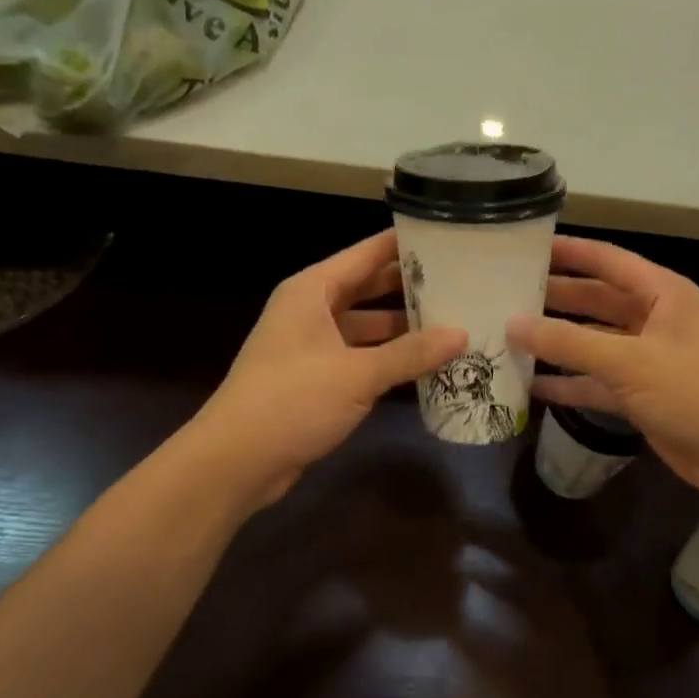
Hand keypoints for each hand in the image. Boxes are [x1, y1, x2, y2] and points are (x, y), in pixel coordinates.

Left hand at [187, 232, 464, 511]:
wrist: (235, 461)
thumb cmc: (293, 400)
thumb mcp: (358, 374)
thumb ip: (411, 353)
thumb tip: (462, 334)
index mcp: (312, 291)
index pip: (366, 254)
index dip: (403, 245)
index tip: (446, 237)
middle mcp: (310, 310)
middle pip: (367, 287)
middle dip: (408, 287)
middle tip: (459, 281)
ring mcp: (311, 345)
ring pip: (365, 325)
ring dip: (401, 326)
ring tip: (451, 322)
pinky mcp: (314, 377)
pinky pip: (359, 355)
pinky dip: (386, 357)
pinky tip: (423, 364)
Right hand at [508, 238, 698, 495]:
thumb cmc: (697, 391)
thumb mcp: (630, 362)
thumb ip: (569, 342)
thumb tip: (513, 324)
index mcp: (663, 294)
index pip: (608, 260)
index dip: (568, 251)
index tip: (526, 247)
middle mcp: (654, 319)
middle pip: (595, 301)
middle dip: (554, 299)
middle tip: (506, 294)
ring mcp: (648, 359)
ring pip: (593, 344)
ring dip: (557, 343)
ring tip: (509, 337)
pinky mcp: (642, 395)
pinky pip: (597, 382)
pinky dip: (569, 383)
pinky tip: (533, 386)